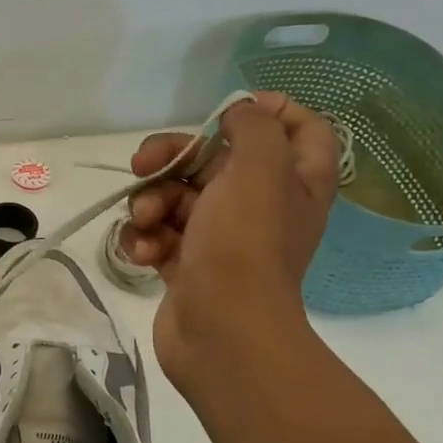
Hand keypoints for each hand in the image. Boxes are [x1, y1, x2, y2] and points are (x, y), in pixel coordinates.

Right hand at [123, 92, 340, 396]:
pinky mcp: (187, 266)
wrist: (220, 331)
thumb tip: (241, 112)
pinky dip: (144, 239)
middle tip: (142, 164)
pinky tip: (140, 252)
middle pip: (215, 159)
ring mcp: (221, 238)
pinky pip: (159, 235)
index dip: (271, 111)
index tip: (227, 112)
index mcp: (294, 180)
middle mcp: (261, 205)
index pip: (303, 129)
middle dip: (172, 157)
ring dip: (150, 203)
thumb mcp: (260, 168)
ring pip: (177, 197)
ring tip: (143, 222)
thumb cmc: (244, 245)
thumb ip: (254, 127)